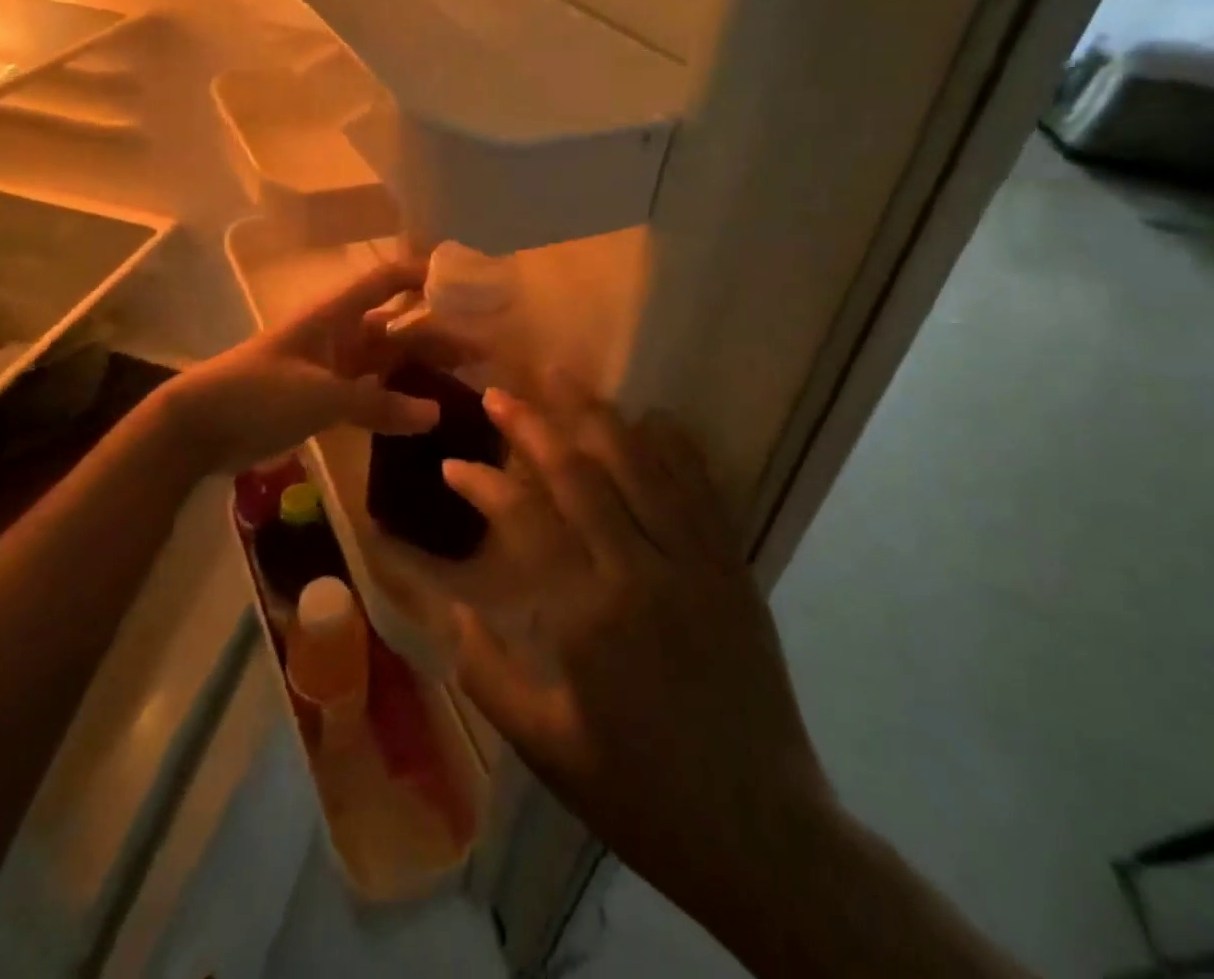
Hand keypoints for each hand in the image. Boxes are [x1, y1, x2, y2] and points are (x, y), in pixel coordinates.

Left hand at [156, 259, 471, 476]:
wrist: (201, 425)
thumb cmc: (258, 392)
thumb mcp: (320, 395)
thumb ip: (377, 405)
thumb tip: (435, 414)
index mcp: (336, 315)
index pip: (388, 280)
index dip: (424, 275)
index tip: (468, 282)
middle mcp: (341, 334)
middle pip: (399, 326)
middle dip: (439, 334)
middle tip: (485, 349)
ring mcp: (333, 367)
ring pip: (389, 361)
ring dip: (423, 367)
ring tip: (466, 378)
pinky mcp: (325, 398)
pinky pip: (372, 394)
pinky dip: (396, 401)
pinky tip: (425, 412)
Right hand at [446, 387, 835, 927]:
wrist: (762, 834)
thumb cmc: (640, 793)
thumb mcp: (545, 745)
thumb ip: (487, 672)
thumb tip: (451, 609)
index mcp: (590, 616)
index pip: (526, 521)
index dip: (484, 485)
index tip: (454, 464)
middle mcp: (643, 573)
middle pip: (583, 474)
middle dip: (535, 425)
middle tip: (501, 391)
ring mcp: (696, 565)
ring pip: (644, 467)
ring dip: (600, 417)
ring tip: (567, 378)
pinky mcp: (734, 571)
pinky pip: (704, 492)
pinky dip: (677, 448)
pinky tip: (656, 417)